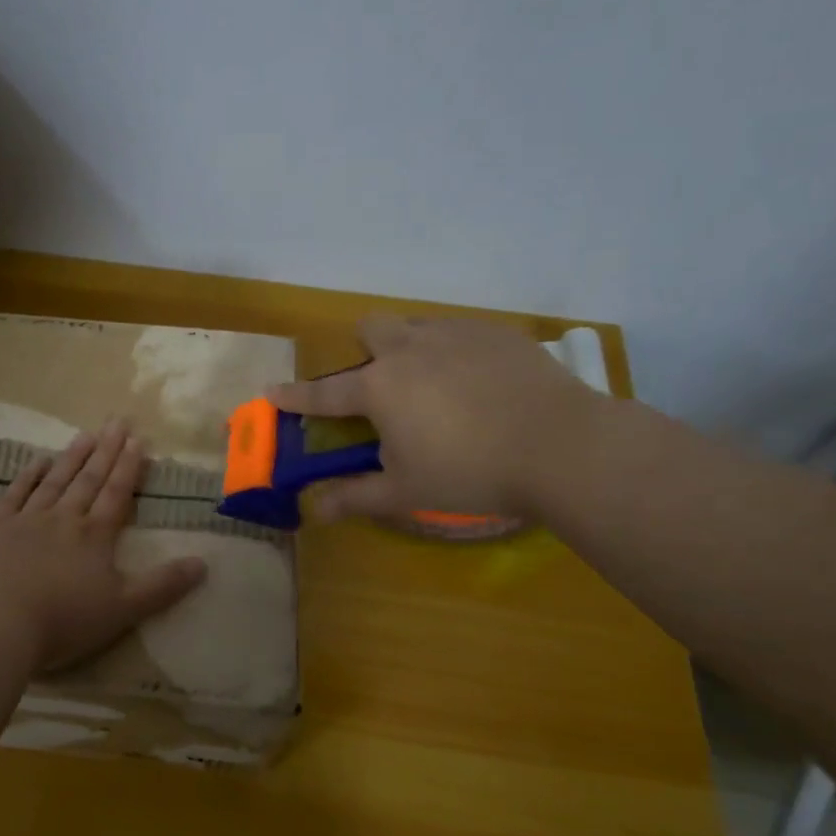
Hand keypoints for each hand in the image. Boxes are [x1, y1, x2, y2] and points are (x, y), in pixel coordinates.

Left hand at [0, 420, 208, 673]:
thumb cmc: (65, 620)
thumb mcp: (124, 609)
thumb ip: (163, 585)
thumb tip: (203, 563)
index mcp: (95, 535)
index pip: (116, 493)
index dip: (129, 466)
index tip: (137, 439)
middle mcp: (64, 518)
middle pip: (89, 479)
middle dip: (106, 450)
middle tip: (117, 421)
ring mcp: (27, 520)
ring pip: (55, 480)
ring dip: (73, 456)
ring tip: (87, 434)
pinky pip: (15, 494)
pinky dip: (28, 476)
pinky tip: (38, 461)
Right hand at [270, 315, 605, 523]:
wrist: (563, 446)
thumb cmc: (471, 472)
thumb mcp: (406, 491)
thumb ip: (355, 497)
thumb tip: (314, 510)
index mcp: (380, 386)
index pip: (323, 392)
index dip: (294, 396)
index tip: (271, 392)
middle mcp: (410, 348)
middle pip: (371, 329)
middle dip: (365, 351)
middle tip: (383, 387)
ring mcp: (456, 334)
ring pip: (416, 326)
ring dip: (410, 348)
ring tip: (434, 386)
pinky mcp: (497, 333)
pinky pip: (460, 332)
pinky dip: (454, 352)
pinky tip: (480, 384)